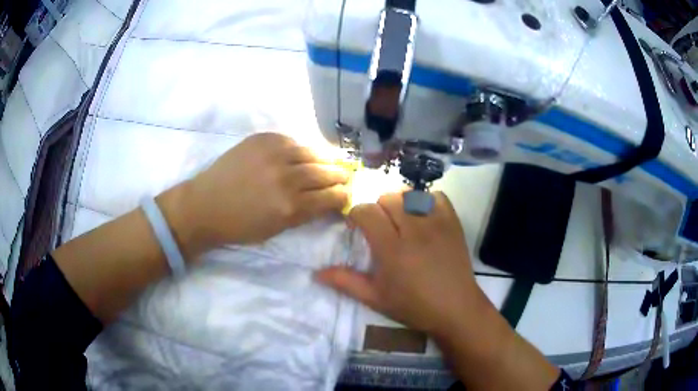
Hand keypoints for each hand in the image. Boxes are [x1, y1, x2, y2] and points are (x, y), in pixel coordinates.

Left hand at [161, 133, 348, 256]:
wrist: (204, 205)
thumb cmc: (239, 226)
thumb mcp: (277, 229)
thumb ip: (305, 213)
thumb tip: (327, 200)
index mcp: (291, 206)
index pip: (331, 196)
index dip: (343, 195)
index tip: (347, 194)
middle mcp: (287, 177)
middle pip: (327, 172)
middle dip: (341, 176)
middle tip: (346, 176)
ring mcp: (274, 153)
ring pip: (313, 152)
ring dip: (326, 159)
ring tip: (332, 162)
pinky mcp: (263, 139)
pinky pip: (292, 141)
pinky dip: (301, 148)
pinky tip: (302, 154)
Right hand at [315, 192, 483, 336]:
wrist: (456, 309)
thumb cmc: (413, 306)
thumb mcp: (376, 298)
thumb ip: (346, 282)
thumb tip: (316, 273)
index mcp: (392, 249)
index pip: (367, 212)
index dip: (356, 214)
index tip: (356, 226)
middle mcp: (414, 230)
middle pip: (388, 197)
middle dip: (377, 208)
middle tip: (379, 226)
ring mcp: (437, 223)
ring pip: (411, 194)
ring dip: (400, 202)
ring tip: (401, 220)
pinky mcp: (453, 222)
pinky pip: (437, 196)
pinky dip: (426, 200)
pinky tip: (423, 215)